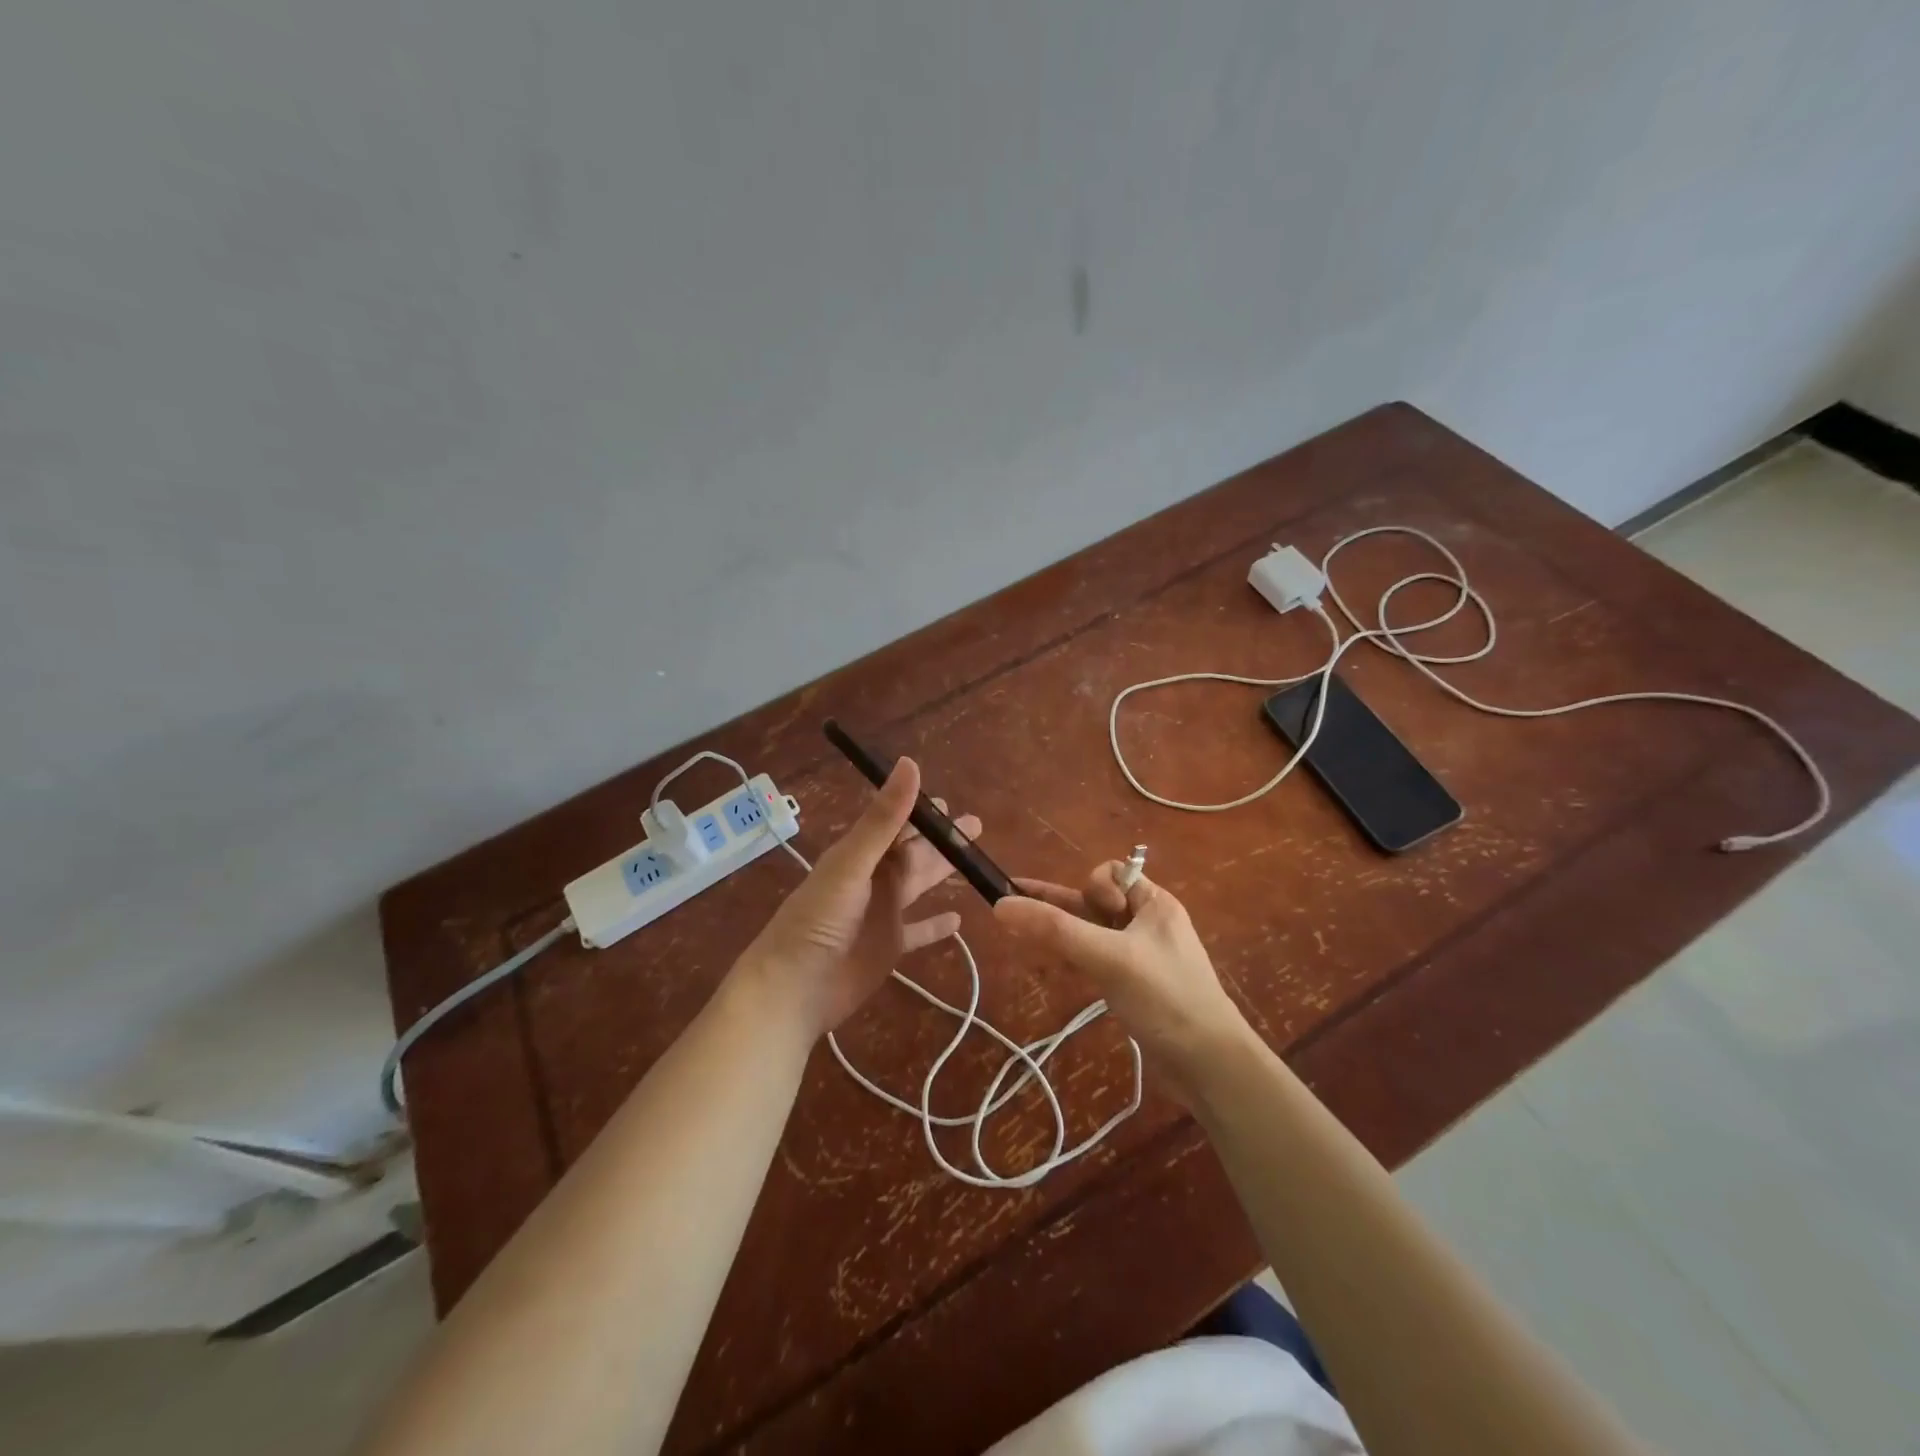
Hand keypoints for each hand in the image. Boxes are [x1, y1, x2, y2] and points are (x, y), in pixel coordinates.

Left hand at [731, 759, 978, 1040]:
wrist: (792, 989)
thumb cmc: (818, 921)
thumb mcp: (852, 865)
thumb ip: (884, 819)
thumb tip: (911, 764)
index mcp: (860, 855)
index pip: (896, 824)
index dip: (921, 813)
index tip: (949, 804)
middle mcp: (873, 879)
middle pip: (913, 853)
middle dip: (941, 839)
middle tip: (975, 826)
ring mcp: (882, 914)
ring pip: (919, 885)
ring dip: (942, 873)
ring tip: (974, 863)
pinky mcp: (888, 948)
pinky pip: (919, 931)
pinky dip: (937, 925)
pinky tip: (959, 920)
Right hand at [994, 863, 1252, 1101]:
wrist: (1210, 1067)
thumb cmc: (1165, 997)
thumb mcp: (1109, 957)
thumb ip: (1055, 930)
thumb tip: (999, 905)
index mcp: (1154, 904)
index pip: (1111, 873)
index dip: (1092, 888)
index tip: (1090, 916)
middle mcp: (1147, 924)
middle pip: (1095, 902)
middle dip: (1061, 906)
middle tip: (1014, 909)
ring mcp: (1140, 956)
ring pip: (1092, 933)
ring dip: (1062, 933)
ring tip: (1021, 935)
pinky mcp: (1133, 986)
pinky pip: (1096, 960)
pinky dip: (1073, 959)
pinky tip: (1051, 966)